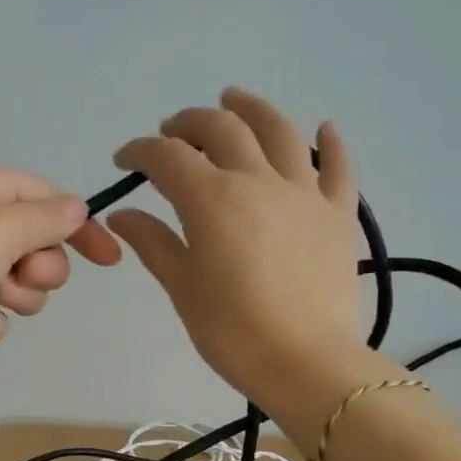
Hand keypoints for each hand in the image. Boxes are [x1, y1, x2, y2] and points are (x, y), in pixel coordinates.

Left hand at [0, 164, 120, 380]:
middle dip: (38, 269)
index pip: (46, 198)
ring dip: (10, 299)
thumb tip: (77, 207)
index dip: (79, 227)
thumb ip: (48, 218)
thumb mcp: (2, 228)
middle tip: (18, 277)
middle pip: (35, 245)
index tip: (108, 259)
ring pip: (16, 286)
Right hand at [106, 89, 364, 414]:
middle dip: (188, 123)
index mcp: (212, 198)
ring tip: (233, 99)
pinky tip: (323, 128)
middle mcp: (258, 180)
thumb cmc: (232, 331)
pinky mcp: (338, 213)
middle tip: (171, 133)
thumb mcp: (182, 286)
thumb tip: (122, 214)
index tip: (125, 161)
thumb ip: (153, 242)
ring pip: (279, 131)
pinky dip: (330, 144)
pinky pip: (338, 168)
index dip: (140, 151)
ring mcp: (304, 192)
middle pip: (221, 128)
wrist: (306, 362)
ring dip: (251, 108)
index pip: (166, 157)